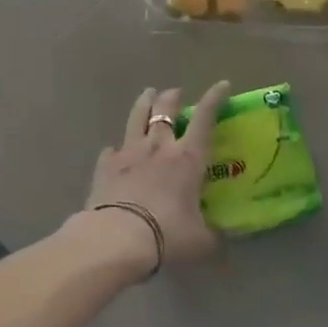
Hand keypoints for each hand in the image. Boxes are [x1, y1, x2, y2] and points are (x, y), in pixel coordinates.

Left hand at [86, 83, 230, 271]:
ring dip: (144, 103)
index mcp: (187, 158)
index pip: (205, 117)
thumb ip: (211, 236)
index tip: (222, 84)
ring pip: (137, 117)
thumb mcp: (200, 242)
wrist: (117, 239)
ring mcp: (129, 152)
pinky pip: (112, 150)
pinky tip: (116, 152)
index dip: (215, 98)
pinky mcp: (105, 166)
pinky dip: (117, 149)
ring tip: (147, 94)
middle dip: (173, 96)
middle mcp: (159, 146)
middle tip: (176, 93)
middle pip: (166, 108)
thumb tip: (221, 240)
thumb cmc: (167, 235)